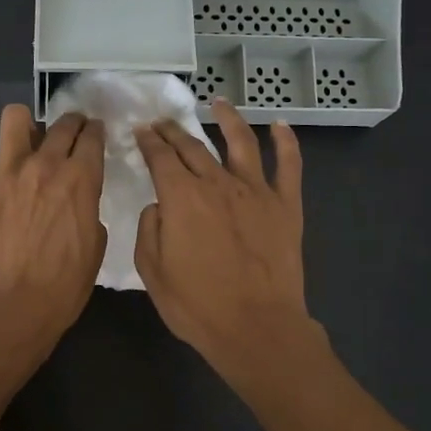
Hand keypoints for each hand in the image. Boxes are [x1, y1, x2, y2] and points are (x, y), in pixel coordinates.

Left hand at [0, 106, 106, 358]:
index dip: (94, 132)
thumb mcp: (95, 247)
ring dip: (24, 125)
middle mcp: (45, 164)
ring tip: (22, 142)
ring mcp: (4, 168)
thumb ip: (89, 210)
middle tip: (65, 136)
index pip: (91, 137)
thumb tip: (78, 197)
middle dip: (69, 124)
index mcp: (81, 180)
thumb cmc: (61, 287)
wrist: (10, 307)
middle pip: (61, 123)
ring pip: (15, 115)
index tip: (91, 135)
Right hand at [134, 99, 318, 380]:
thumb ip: (150, 229)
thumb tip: (160, 206)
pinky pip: (289, 165)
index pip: (160, 157)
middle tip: (163, 121)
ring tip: (219, 103)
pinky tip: (281, 125)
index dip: (148, 141)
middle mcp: (217, 183)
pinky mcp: (286, 205)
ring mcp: (256, 191)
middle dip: (174, 130)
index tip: (141, 131)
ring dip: (228, 118)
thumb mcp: (153, 272)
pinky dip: (286, 142)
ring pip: (241, 142)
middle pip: (193, 146)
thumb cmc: (198, 306)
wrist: (257, 328)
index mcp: (181, 197)